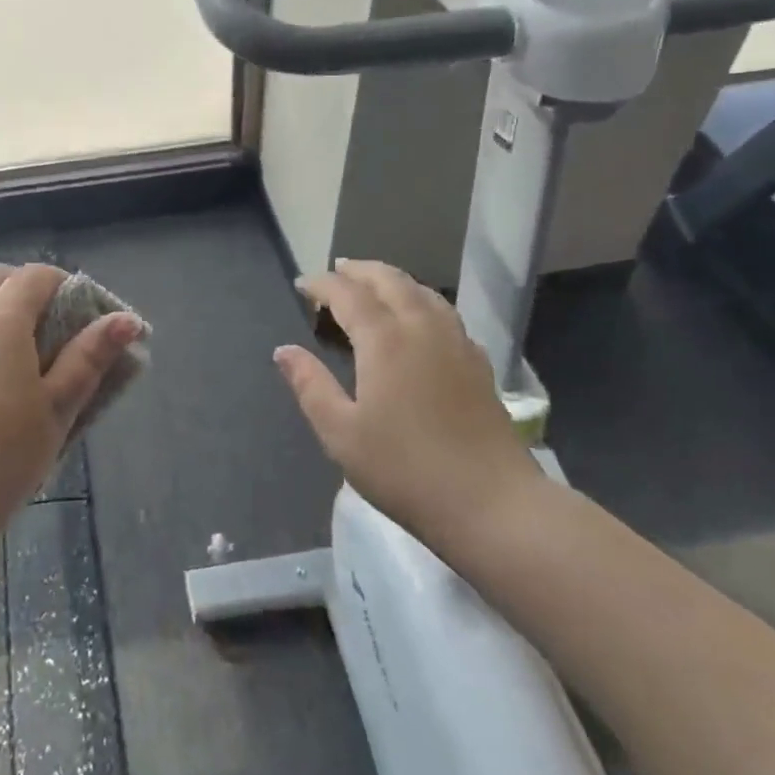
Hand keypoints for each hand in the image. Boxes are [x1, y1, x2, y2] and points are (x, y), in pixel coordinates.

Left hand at [0, 263, 141, 555]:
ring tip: (34, 362)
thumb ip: (89, 358)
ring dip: (7, 312)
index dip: (70, 288)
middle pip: (0, 278)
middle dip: (33, 291)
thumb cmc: (0, 457)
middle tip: (61, 333)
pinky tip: (0, 383)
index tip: (92, 322)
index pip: (36, 276)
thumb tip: (126, 319)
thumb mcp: (58, 408)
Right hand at [273, 259, 544, 561]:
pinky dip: (420, 301)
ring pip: (423, 292)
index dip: (322, 284)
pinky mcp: (478, 363)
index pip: (348, 294)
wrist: (491, 503)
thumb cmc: (404, 469)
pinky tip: (418, 320)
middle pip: (390, 281)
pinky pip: (444, 313)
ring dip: (392, 280)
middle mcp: (422, 328)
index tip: (301, 285)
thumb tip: (283, 350)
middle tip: (335, 272)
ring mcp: (457, 343)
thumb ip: (310, 385)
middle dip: (359, 271)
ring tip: (372, 285)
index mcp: (385, 340)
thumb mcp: (341, 433)